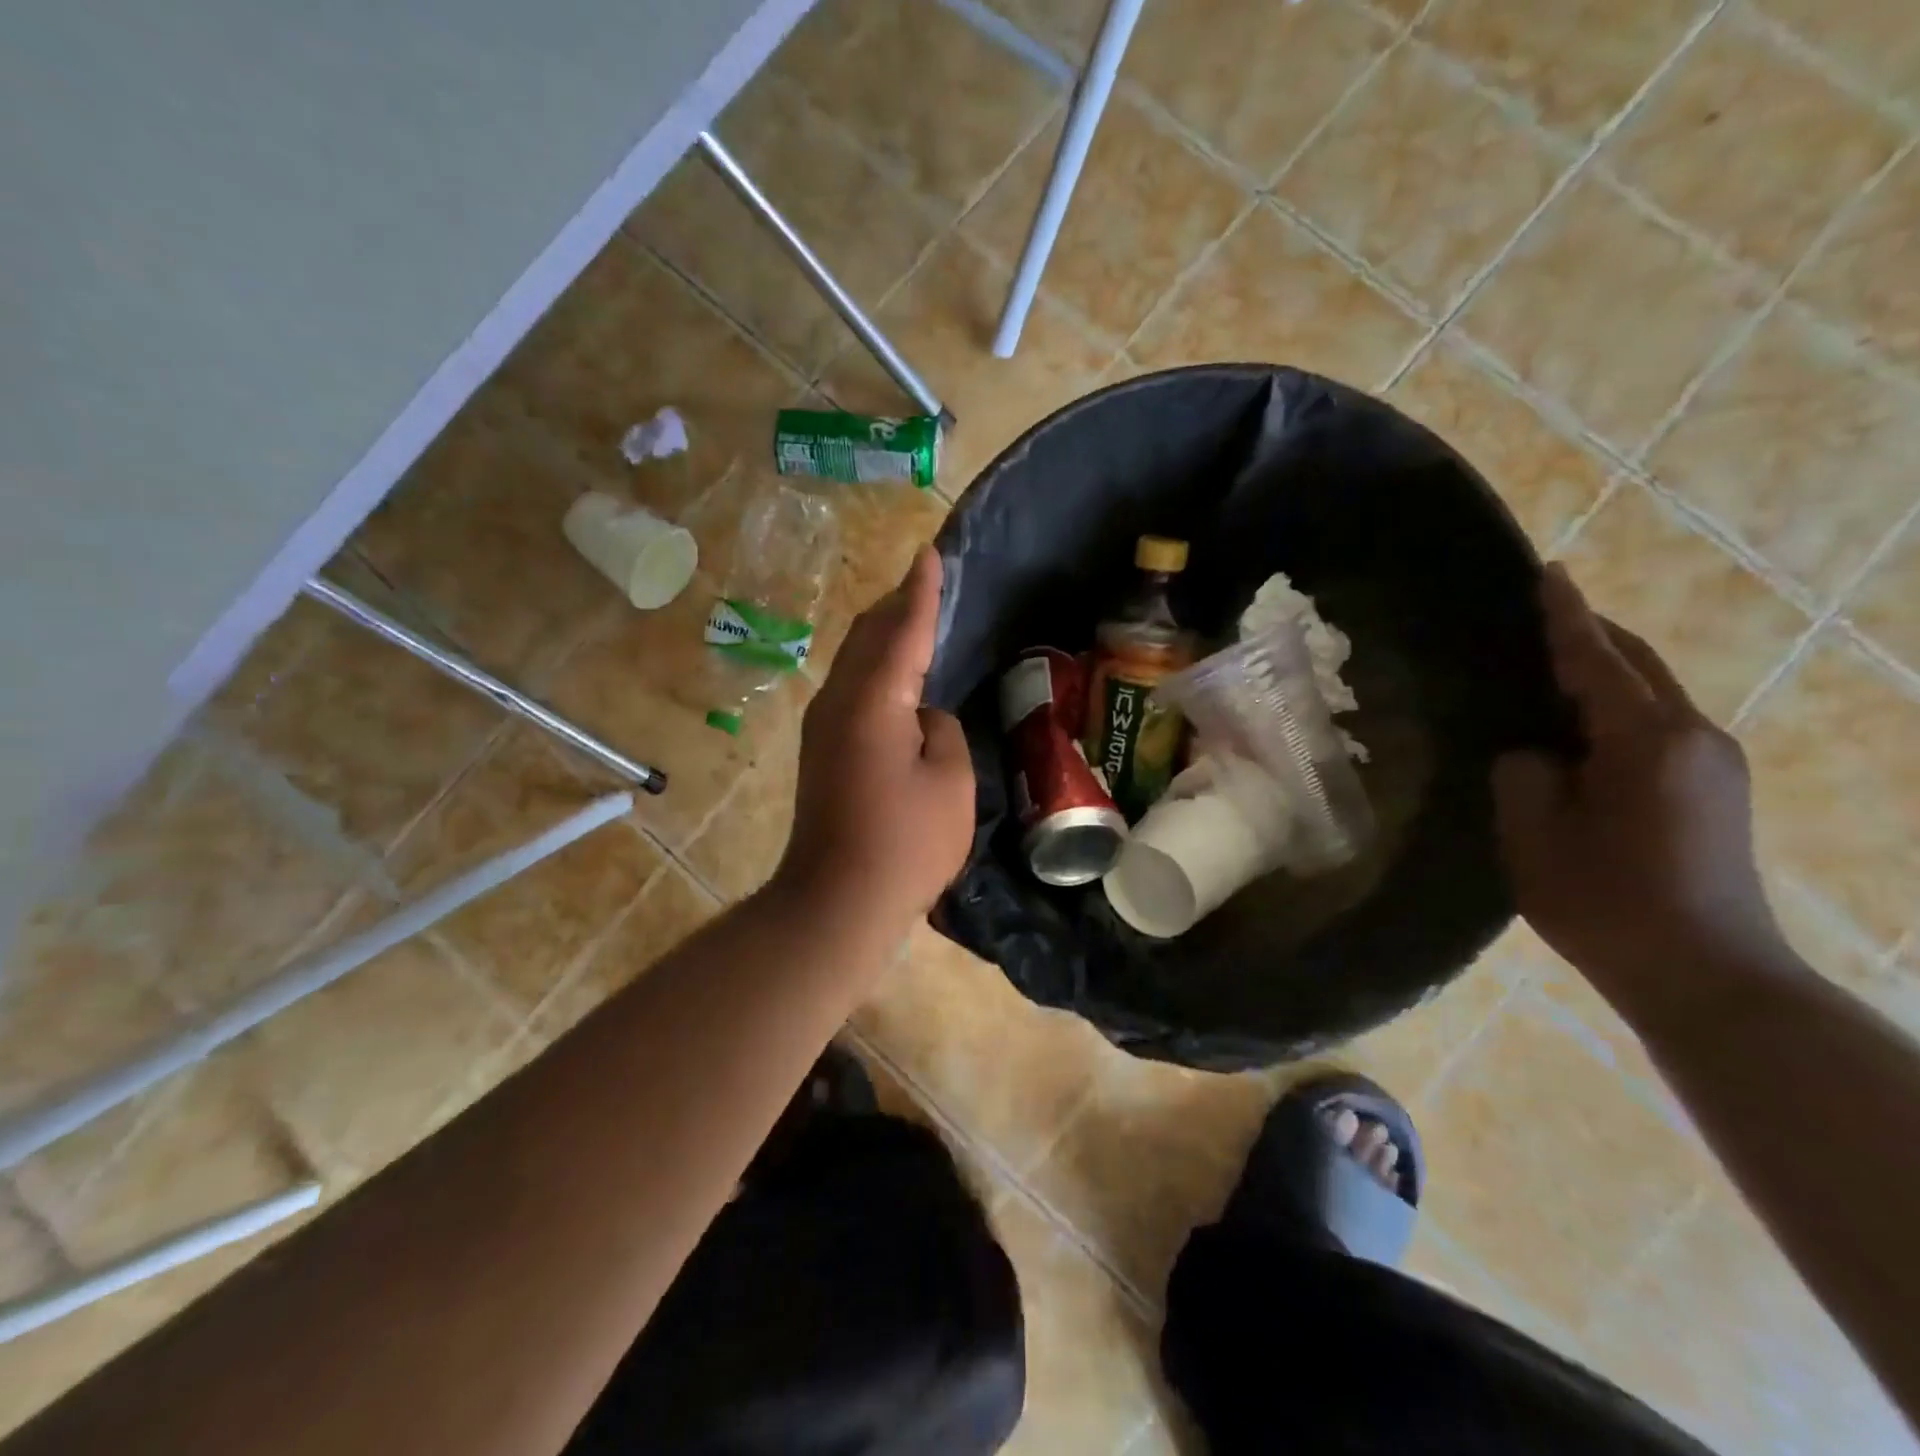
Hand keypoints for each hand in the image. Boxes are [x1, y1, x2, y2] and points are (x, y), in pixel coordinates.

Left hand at [776, 546, 974, 927]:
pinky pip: (851, 686)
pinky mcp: (821, 749)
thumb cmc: (905, 844)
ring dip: (883, 633)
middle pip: (868, 634)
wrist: (836, 901)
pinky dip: (875, 665)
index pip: (903, 630)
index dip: (922, 591)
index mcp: (873, 700)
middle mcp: (839, 701)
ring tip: (913, 614)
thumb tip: (921, 715)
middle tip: (928, 579)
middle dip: (897, 603)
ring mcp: (823, 725)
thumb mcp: (951, 782)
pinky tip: (894, 671)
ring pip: (854, 659)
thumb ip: (941, 730)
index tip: (931, 552)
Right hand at [1493, 566, 1785, 996]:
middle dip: (1591, 635)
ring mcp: (1715, 765)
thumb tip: (1533, 754)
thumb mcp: (1535, 835)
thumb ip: (1524, 775)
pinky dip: (1619, 709)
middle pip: (1638, 665)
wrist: (1706, 975)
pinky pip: (1660, 726)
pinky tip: (1581, 727)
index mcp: (1648, 741)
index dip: (1565, 617)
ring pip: (1653, 694)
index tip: (1546, 572)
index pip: (1596, 661)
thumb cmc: (1606, 903)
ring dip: (1606, 673)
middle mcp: (1695, 738)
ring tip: (1550, 669)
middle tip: (1541, 614)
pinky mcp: (1716, 791)